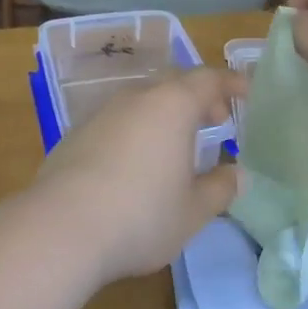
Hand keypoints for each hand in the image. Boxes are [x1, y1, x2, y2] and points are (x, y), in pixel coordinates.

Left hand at [33, 68, 245, 285]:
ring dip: (165, 114)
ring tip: (177, 145)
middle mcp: (135, 98)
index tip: (247, 93)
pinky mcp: (74, 135)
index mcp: (171, 106)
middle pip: (173, 84)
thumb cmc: (141, 216)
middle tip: (216, 121)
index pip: (208, 79)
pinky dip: (136, 130)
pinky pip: (117, 121)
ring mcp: (100, 114)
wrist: (60, 229)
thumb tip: (238, 174)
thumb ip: (221, 188)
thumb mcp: (193, 210)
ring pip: (141, 101)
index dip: (231, 83)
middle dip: (198, 97)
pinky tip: (135, 164)